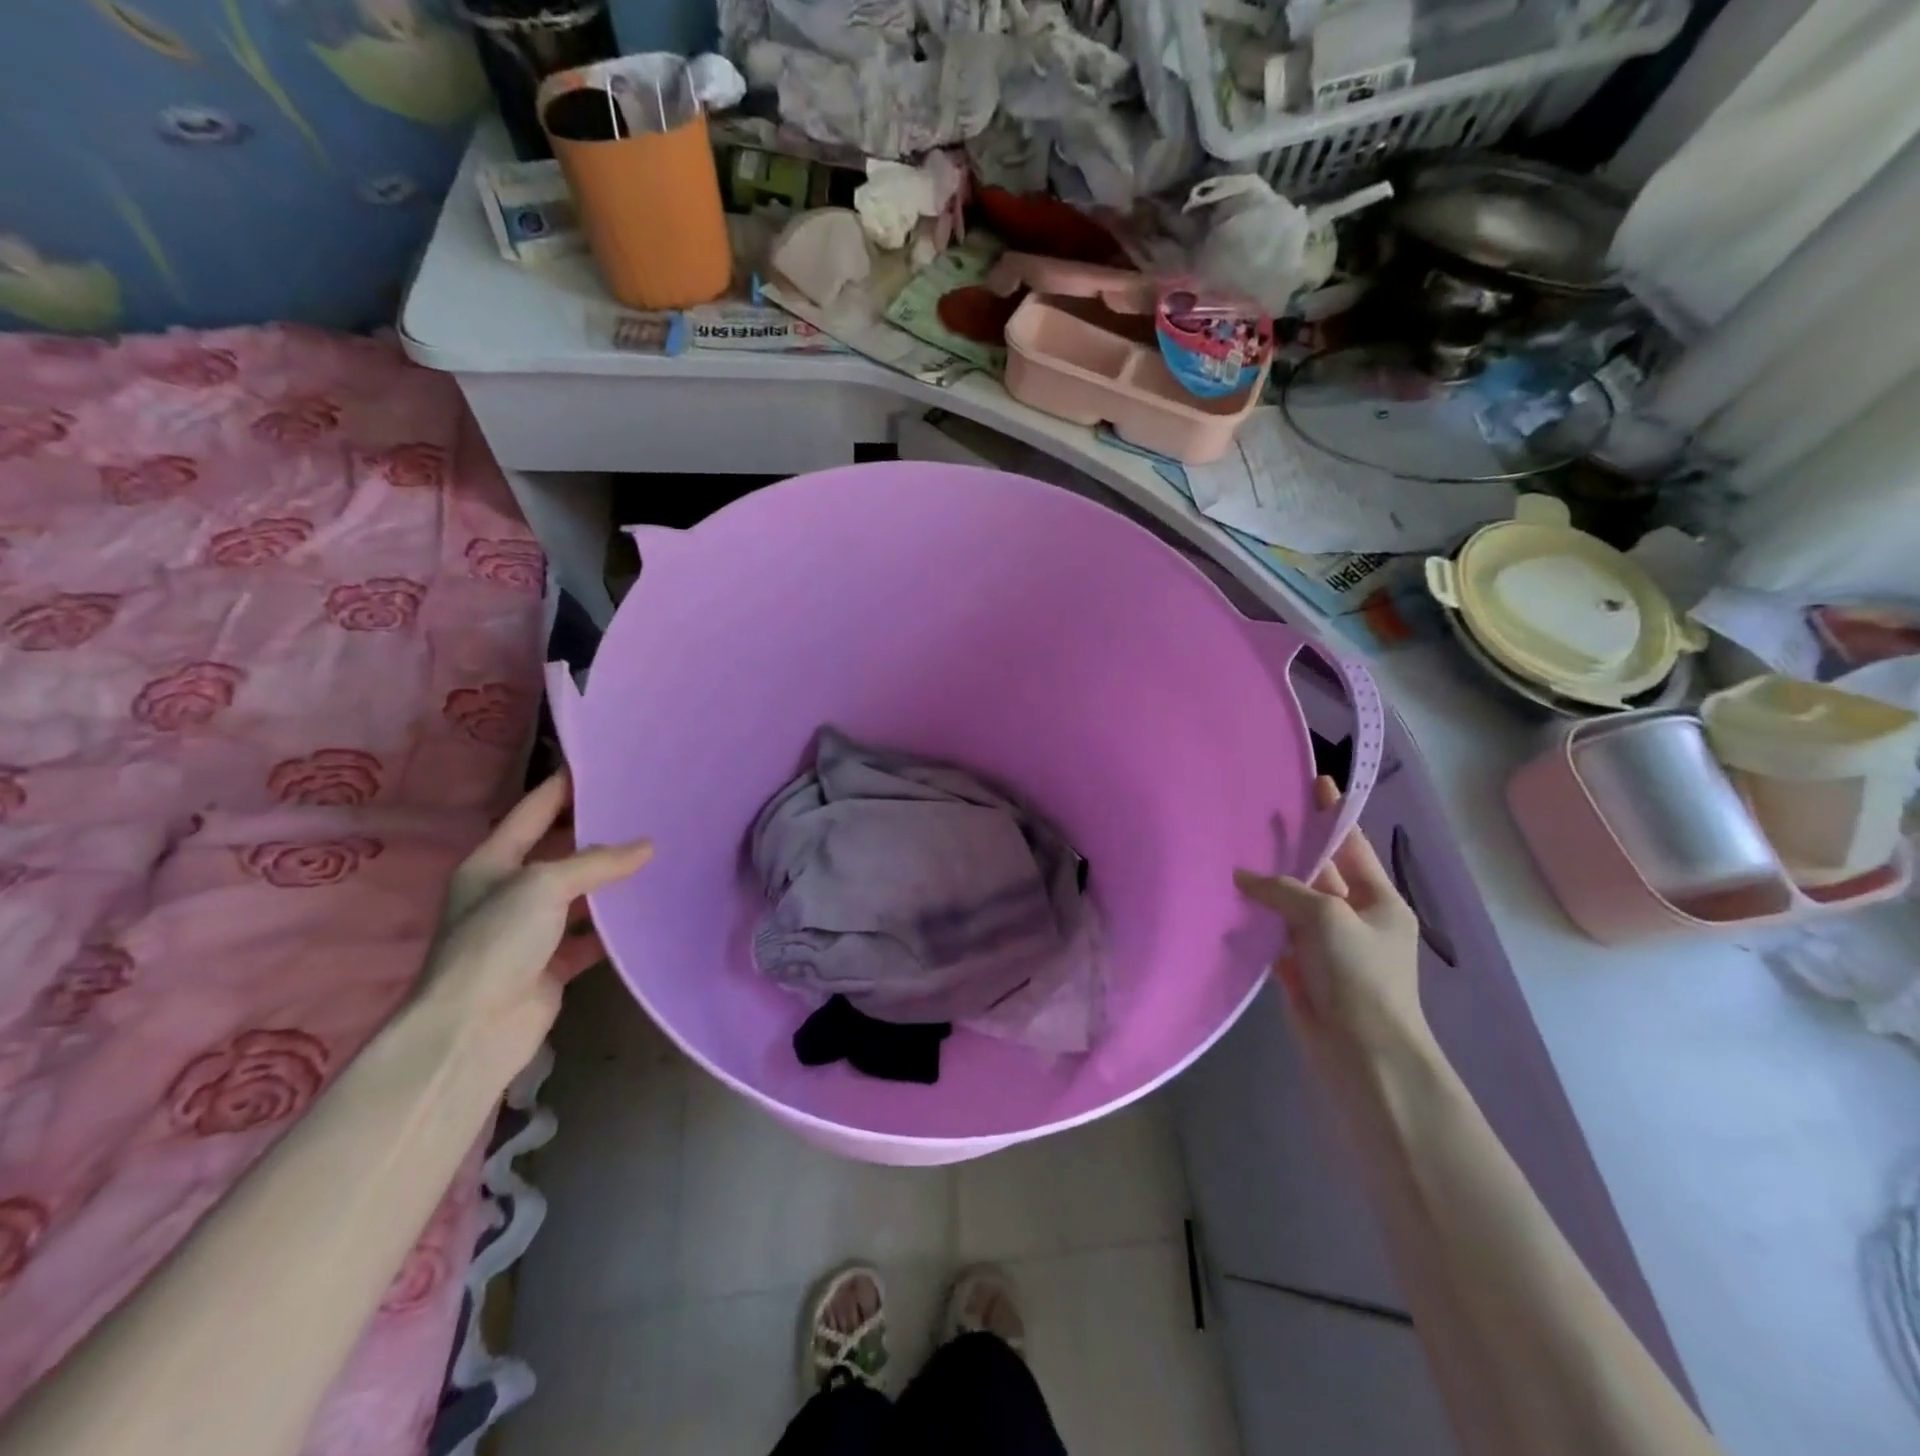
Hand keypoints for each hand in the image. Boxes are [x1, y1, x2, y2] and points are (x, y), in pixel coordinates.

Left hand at [418, 771, 652, 1077]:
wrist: (473, 1030)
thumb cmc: (496, 942)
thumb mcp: (543, 885)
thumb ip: (597, 862)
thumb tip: (647, 846)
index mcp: (492, 862)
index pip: (533, 811)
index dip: (564, 787)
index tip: (603, 766)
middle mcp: (508, 891)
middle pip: (559, 851)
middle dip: (597, 833)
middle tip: (645, 810)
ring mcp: (530, 930)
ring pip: (579, 894)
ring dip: (611, 881)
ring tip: (657, 855)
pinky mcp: (551, 963)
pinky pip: (591, 935)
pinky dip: (615, 926)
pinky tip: (648, 910)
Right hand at [1234, 776, 1429, 1060]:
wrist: (1363, 1055)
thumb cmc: (1360, 976)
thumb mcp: (1327, 918)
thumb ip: (1284, 890)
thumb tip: (1242, 877)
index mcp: (1379, 901)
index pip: (1352, 846)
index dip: (1333, 815)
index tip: (1316, 781)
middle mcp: (1353, 918)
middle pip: (1317, 873)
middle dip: (1290, 849)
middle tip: (1255, 816)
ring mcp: (1326, 946)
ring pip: (1291, 904)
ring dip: (1266, 885)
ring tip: (1230, 851)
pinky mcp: (1301, 970)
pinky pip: (1275, 934)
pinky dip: (1256, 920)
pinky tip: (1228, 900)